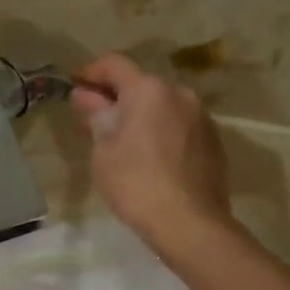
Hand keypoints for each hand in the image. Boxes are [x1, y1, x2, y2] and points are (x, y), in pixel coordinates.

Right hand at [72, 55, 231, 252]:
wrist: (188, 223)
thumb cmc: (135, 184)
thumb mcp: (104, 151)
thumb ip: (96, 116)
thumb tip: (85, 96)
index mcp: (149, 90)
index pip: (114, 65)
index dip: (91, 72)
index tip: (75, 85)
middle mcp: (180, 94)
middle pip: (142, 86)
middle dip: (117, 99)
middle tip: (95, 121)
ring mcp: (201, 118)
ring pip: (164, 108)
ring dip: (142, 117)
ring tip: (124, 144)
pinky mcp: (214, 143)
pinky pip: (180, 128)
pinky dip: (162, 134)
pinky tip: (152, 159)